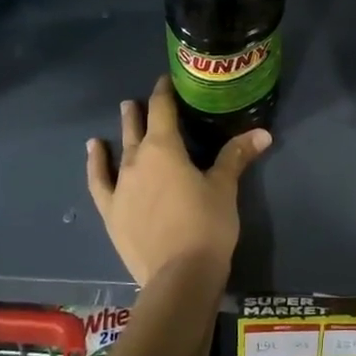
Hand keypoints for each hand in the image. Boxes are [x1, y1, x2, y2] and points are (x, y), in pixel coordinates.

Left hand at [86, 76, 270, 287]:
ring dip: (123, 130)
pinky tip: (93, 151)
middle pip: (138, 127)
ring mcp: (120, 186)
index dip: (165, 92)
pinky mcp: (111, 211)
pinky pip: (99, 181)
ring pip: (120, 150)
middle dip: (142, 110)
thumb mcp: (224, 188)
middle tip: (141, 100)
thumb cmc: (207, 225)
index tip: (167, 80)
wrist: (179, 275)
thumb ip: (236, 156)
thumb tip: (262, 133)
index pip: (163, 109)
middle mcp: (137, 160)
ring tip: (124, 113)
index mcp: (165, 148)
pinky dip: (96, 163)